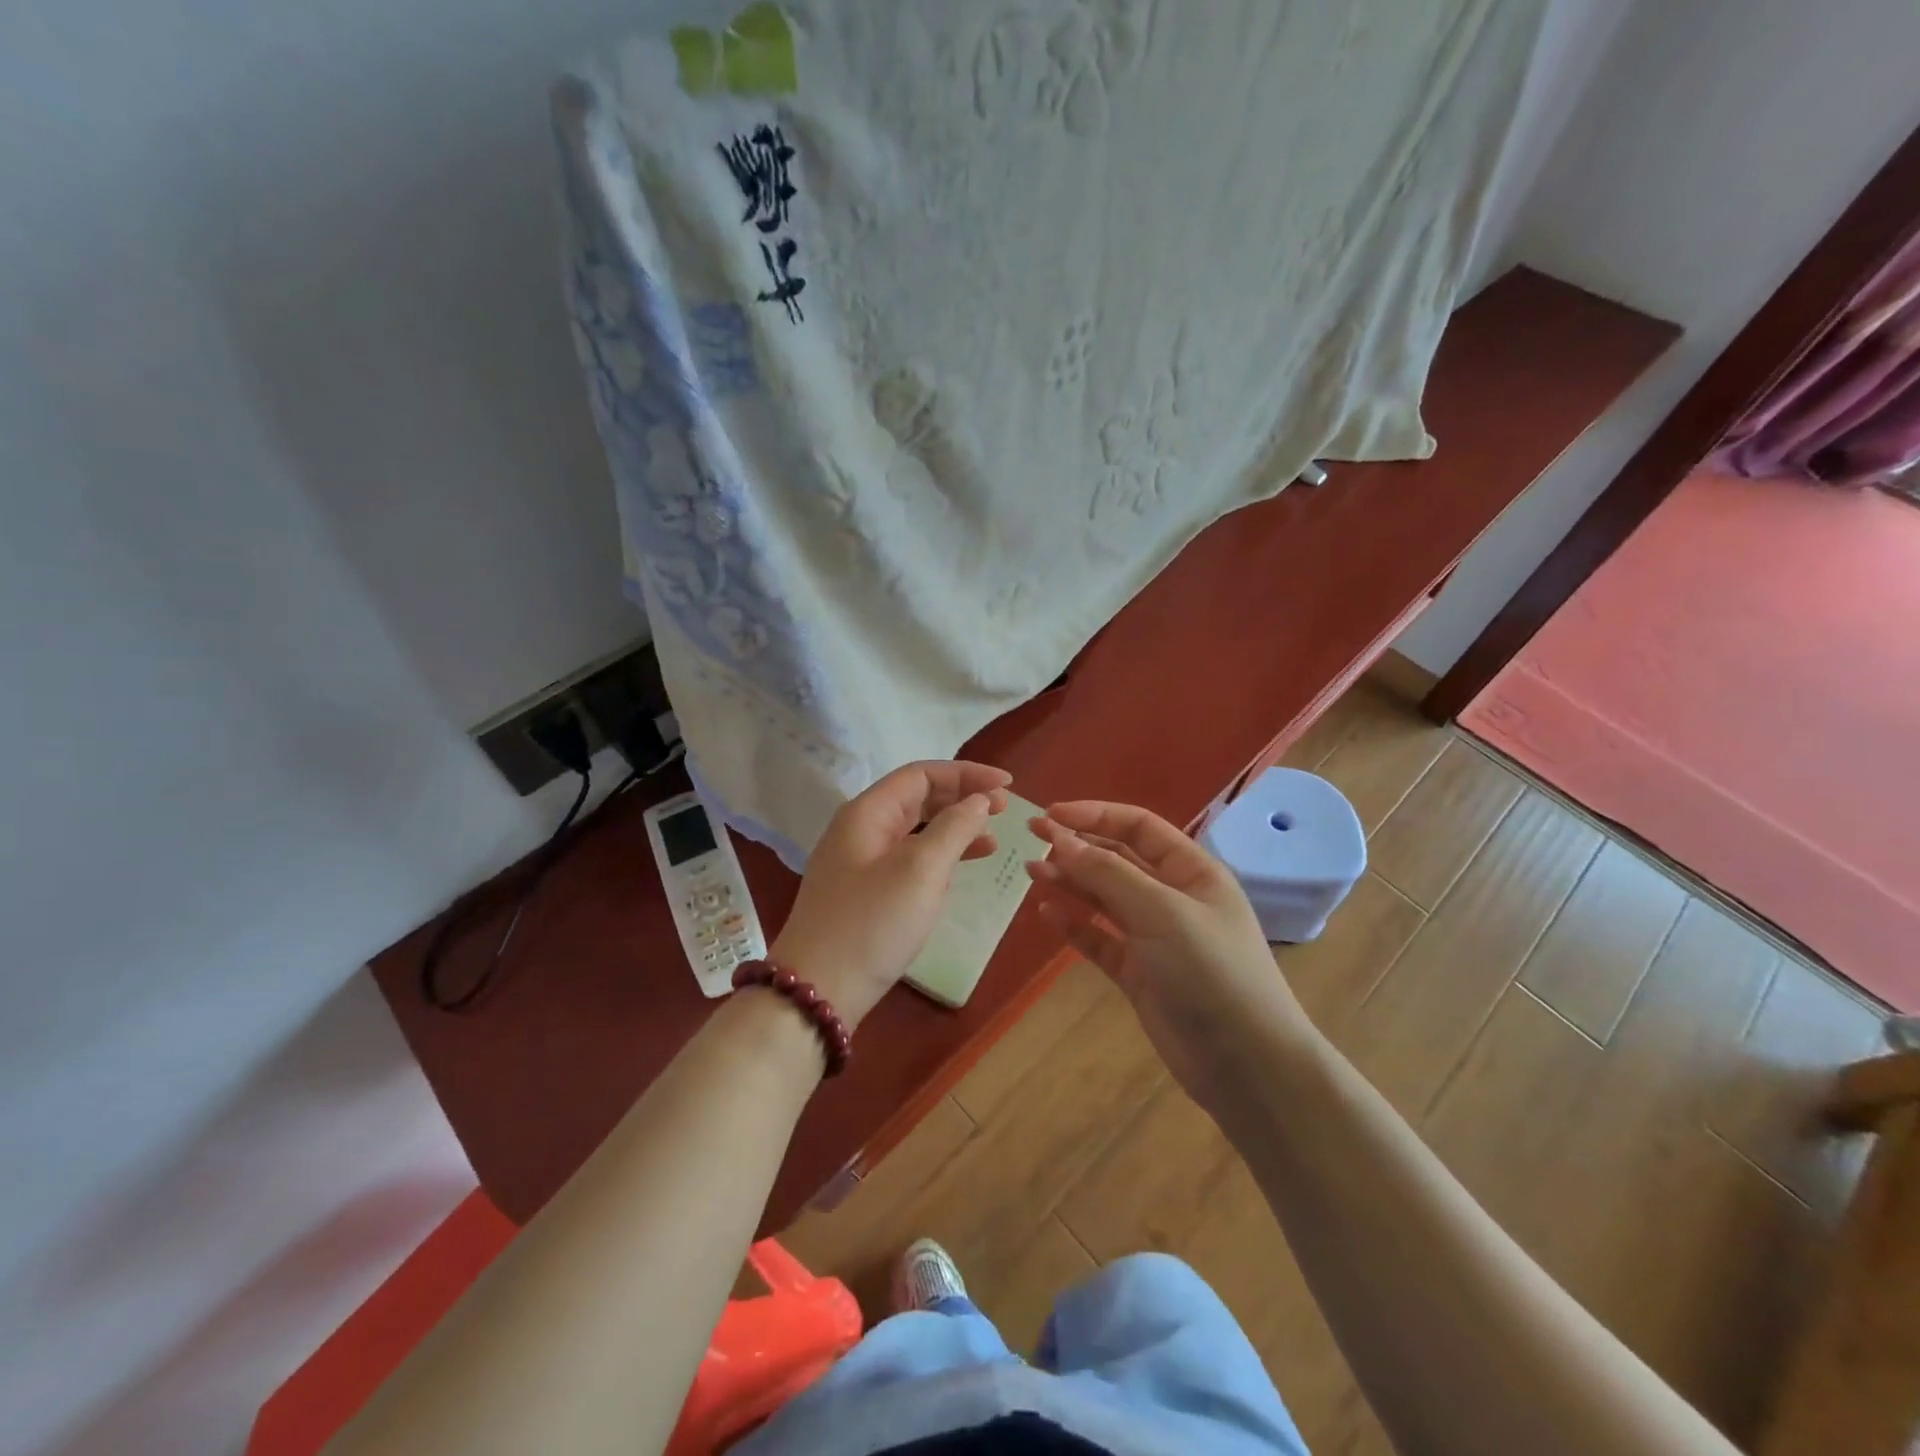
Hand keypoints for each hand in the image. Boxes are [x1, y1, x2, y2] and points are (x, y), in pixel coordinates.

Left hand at [770, 761, 1012, 1027]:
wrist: (818, 991)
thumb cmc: (872, 924)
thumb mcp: (920, 870)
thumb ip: (953, 828)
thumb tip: (977, 800)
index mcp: (868, 812)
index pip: (922, 775)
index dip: (967, 774)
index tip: (1007, 786)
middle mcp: (861, 829)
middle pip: (918, 798)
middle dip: (962, 799)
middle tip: (1004, 810)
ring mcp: (860, 862)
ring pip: (915, 830)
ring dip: (954, 829)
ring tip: (992, 841)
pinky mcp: (865, 892)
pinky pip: (908, 859)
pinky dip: (938, 858)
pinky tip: (960, 871)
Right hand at [1026, 801, 1315, 1104]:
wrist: (1245, 1063)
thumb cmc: (1211, 970)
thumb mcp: (1161, 911)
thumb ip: (1108, 874)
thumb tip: (1059, 838)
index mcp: (1191, 870)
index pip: (1138, 827)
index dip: (1094, 816)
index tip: (1050, 815)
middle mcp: (1172, 896)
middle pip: (1117, 859)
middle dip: (1076, 846)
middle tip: (1031, 839)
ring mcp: (1154, 936)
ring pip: (1104, 898)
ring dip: (1070, 882)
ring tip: (1031, 872)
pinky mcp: (1138, 972)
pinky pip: (1099, 938)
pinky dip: (1074, 925)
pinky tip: (1047, 913)